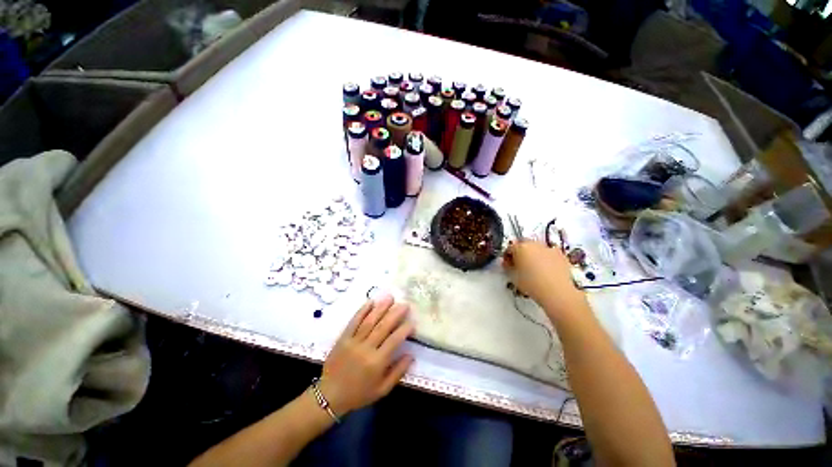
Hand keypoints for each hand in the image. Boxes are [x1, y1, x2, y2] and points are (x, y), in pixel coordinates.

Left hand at [319, 295, 413, 415]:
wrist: (329, 396)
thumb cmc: (359, 394)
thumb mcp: (382, 390)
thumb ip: (398, 372)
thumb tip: (411, 355)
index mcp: (377, 362)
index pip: (394, 340)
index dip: (405, 330)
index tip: (412, 322)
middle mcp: (366, 348)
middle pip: (383, 326)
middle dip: (395, 313)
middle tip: (405, 304)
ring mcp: (353, 341)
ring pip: (370, 321)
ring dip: (381, 308)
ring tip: (390, 297)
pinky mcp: (343, 338)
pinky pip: (354, 321)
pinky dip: (362, 310)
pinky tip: (370, 301)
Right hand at [503, 240, 583, 310]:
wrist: (557, 292)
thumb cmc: (531, 283)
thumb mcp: (513, 276)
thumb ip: (507, 266)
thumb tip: (507, 263)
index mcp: (520, 247)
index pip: (509, 248)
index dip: (507, 256)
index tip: (507, 264)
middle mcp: (535, 244)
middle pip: (523, 245)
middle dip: (520, 253)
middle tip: (519, 266)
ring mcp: (549, 249)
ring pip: (537, 249)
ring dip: (533, 256)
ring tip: (534, 270)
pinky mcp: (561, 255)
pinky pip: (549, 255)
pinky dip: (546, 260)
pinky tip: (546, 272)